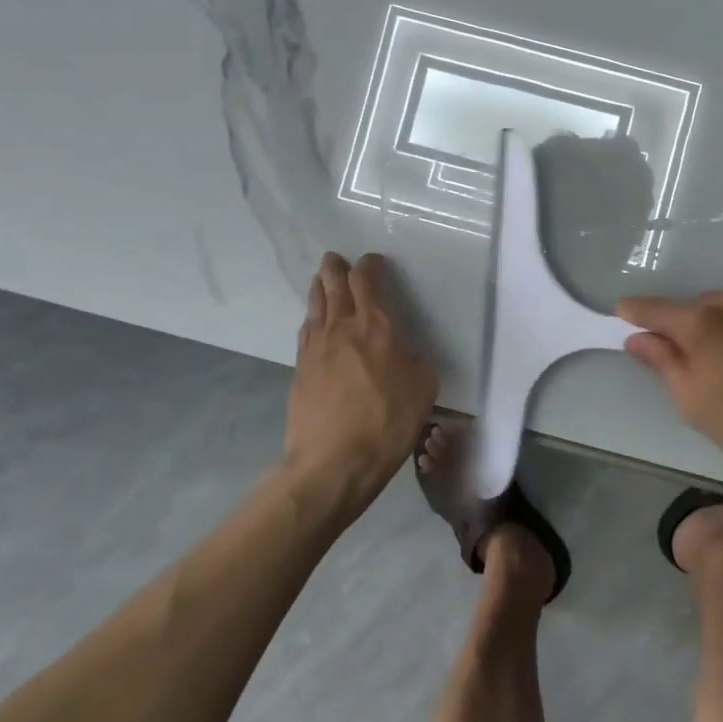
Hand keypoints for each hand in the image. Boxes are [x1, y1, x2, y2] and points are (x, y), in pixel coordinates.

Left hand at [284, 252, 437, 517]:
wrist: (332, 463)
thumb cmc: (386, 422)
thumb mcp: (423, 388)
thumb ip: (416, 361)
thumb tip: (406, 354)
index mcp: (375, 325)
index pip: (366, 280)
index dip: (369, 265)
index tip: (373, 261)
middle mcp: (341, 327)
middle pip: (332, 285)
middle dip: (335, 268)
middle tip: (335, 258)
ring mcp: (315, 348)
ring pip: (315, 306)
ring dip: (319, 288)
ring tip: (321, 280)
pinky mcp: (299, 371)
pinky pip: (306, 332)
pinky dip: (312, 318)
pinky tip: (314, 322)